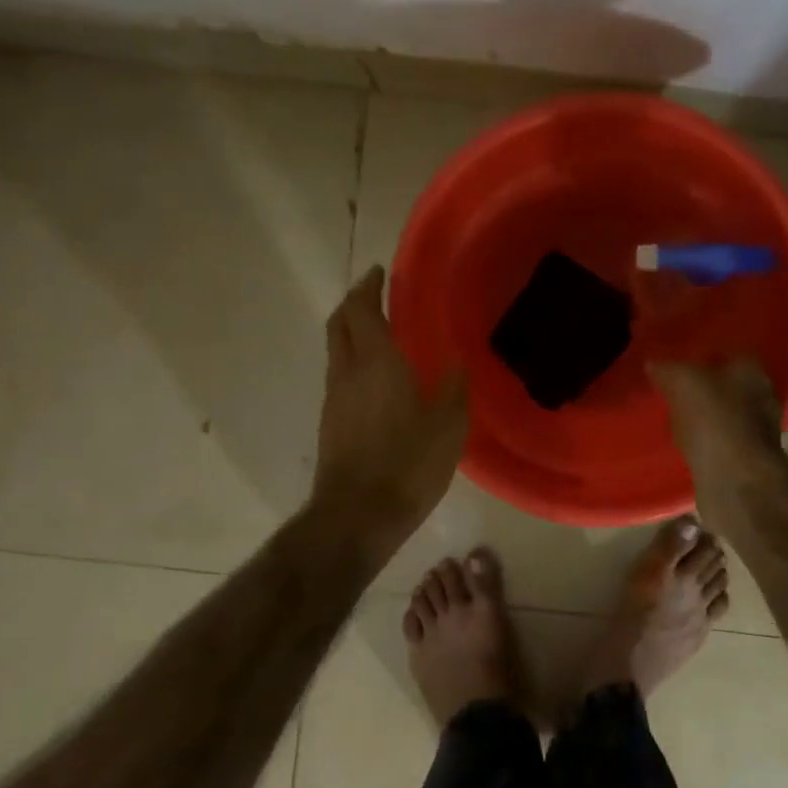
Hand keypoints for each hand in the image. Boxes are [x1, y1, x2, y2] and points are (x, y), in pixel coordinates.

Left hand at [313, 267, 466, 542]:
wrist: (358, 515)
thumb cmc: (408, 465)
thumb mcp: (449, 427)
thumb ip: (454, 388)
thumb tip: (457, 362)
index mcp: (377, 363)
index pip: (361, 310)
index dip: (368, 287)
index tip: (380, 273)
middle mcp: (347, 373)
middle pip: (339, 323)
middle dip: (353, 303)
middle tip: (376, 295)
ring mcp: (333, 398)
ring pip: (336, 350)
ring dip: (352, 333)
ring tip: (381, 334)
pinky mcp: (330, 422)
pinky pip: (339, 376)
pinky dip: (353, 361)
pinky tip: (377, 379)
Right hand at [649, 359, 783, 513]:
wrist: (736, 480)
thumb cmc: (714, 420)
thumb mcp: (683, 382)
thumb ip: (668, 369)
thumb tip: (654, 364)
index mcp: (752, 371)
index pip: (727, 353)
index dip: (702, 357)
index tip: (678, 363)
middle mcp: (762, 398)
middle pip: (729, 386)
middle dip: (706, 389)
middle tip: (674, 391)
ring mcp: (758, 432)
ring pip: (726, 416)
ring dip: (706, 418)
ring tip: (676, 420)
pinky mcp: (747, 461)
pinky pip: (721, 444)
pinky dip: (706, 443)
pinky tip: (687, 446)